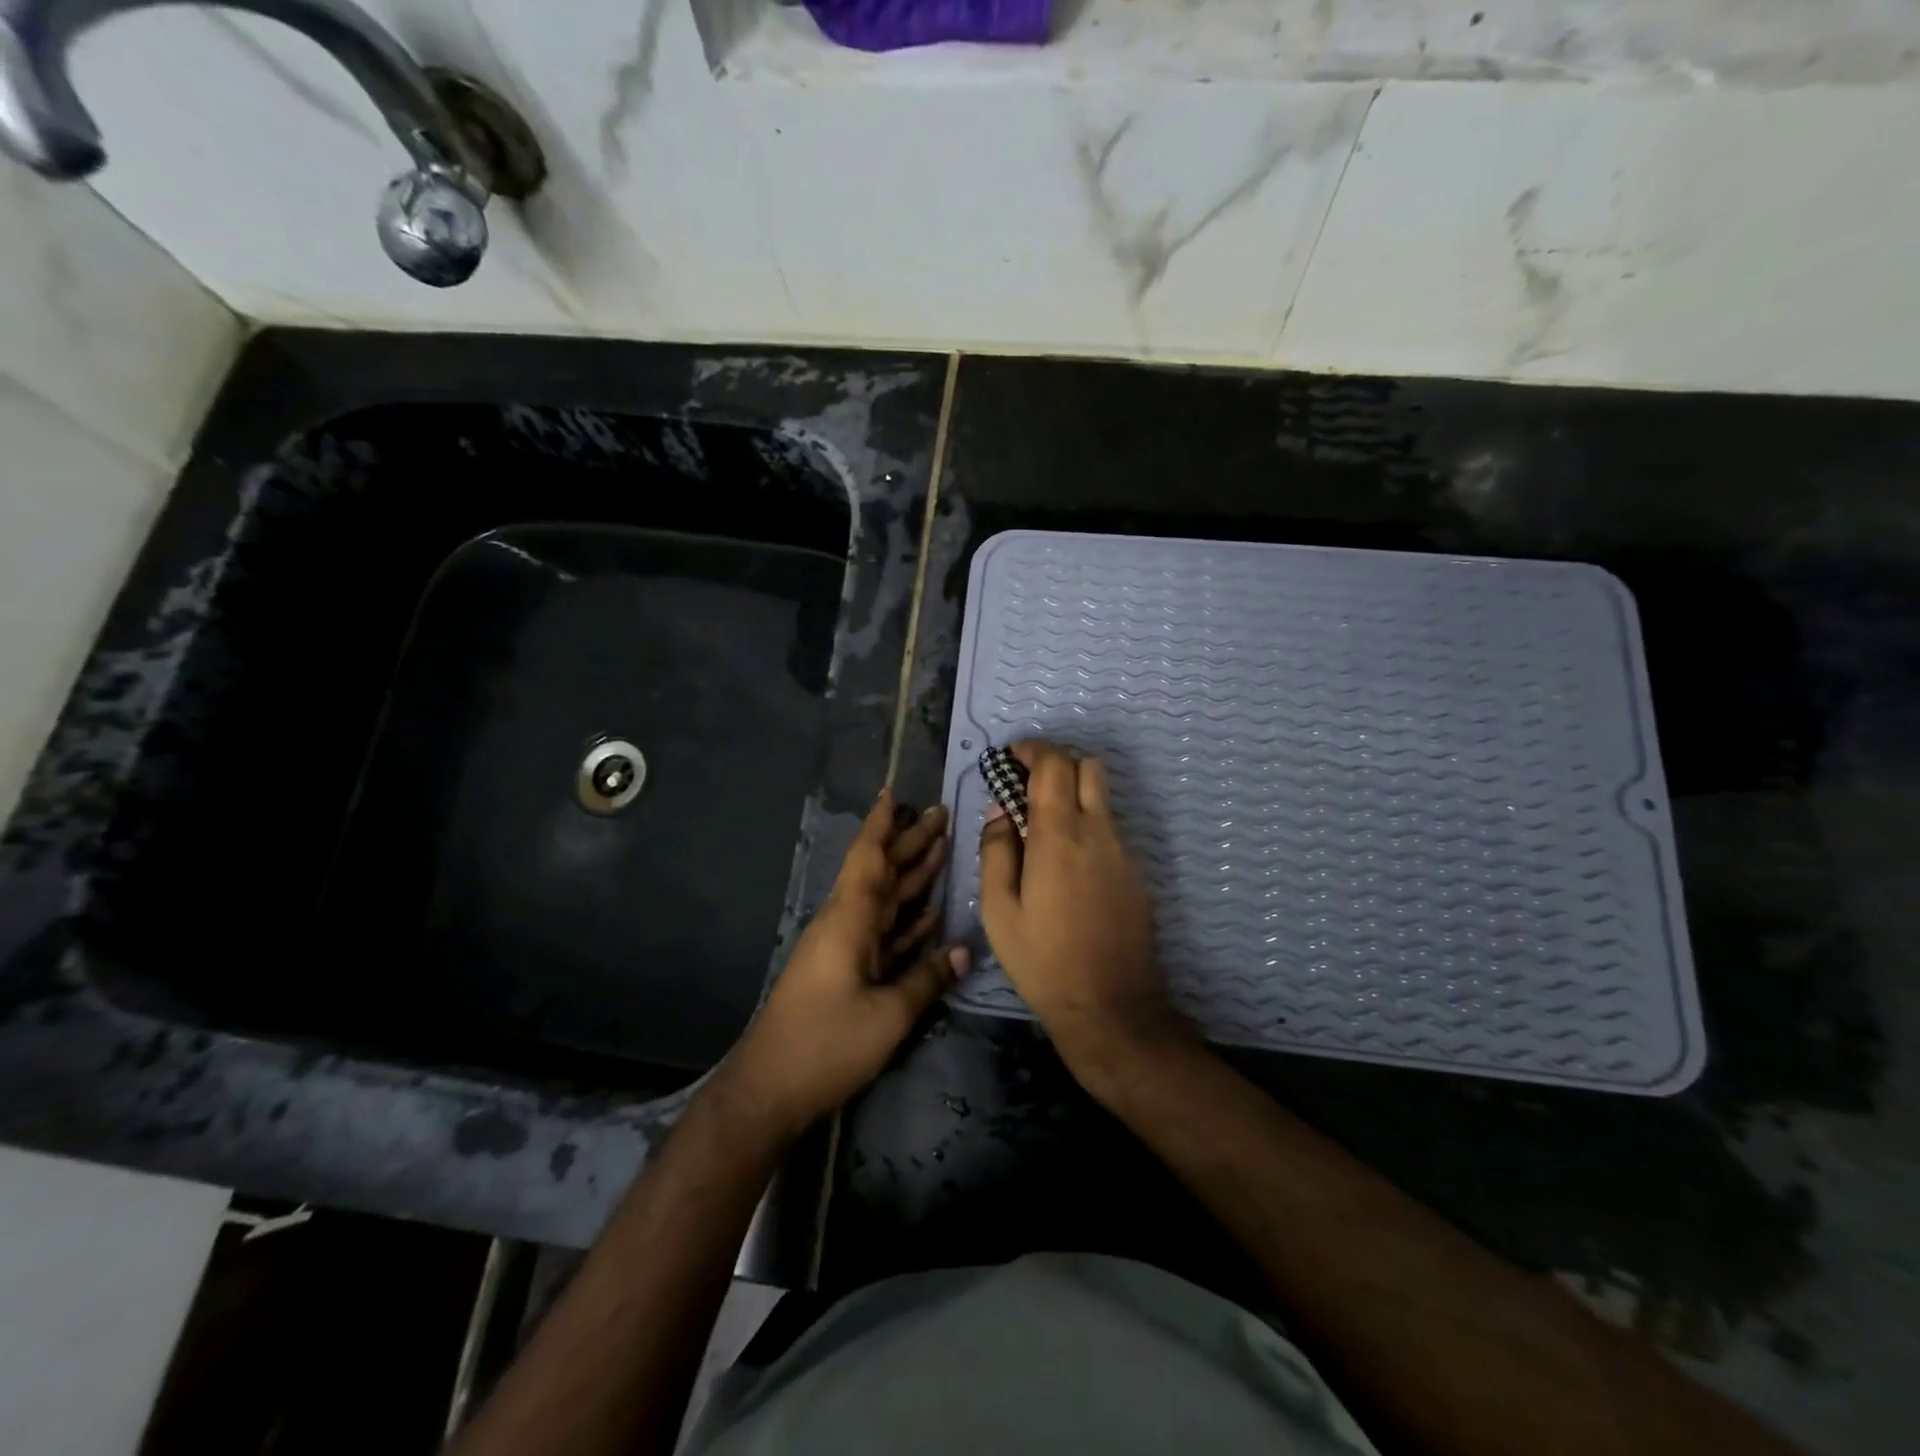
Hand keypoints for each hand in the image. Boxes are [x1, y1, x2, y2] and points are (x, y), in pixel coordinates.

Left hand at [727, 789, 966, 1131]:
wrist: (771, 1088)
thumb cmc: (827, 1043)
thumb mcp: (888, 1014)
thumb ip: (927, 978)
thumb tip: (964, 949)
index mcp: (849, 920)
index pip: (868, 858)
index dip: (882, 824)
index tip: (896, 792)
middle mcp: (846, 923)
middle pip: (881, 873)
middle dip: (909, 843)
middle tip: (943, 815)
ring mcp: (845, 948)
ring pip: (884, 901)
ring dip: (911, 876)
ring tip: (943, 849)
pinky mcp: (847, 972)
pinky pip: (883, 934)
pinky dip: (907, 920)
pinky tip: (931, 912)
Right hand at [977, 741, 1183, 1079]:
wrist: (1110, 1005)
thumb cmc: (1042, 959)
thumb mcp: (999, 910)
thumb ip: (996, 850)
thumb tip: (1000, 811)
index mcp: (1059, 835)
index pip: (1054, 764)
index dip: (1032, 749)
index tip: (1010, 756)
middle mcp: (1097, 832)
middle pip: (1088, 766)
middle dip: (1057, 762)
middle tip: (1027, 783)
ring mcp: (1123, 851)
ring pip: (1102, 797)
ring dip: (1073, 792)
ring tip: (1043, 824)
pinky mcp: (1136, 873)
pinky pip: (1110, 829)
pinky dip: (1087, 823)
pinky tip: (1067, 863)